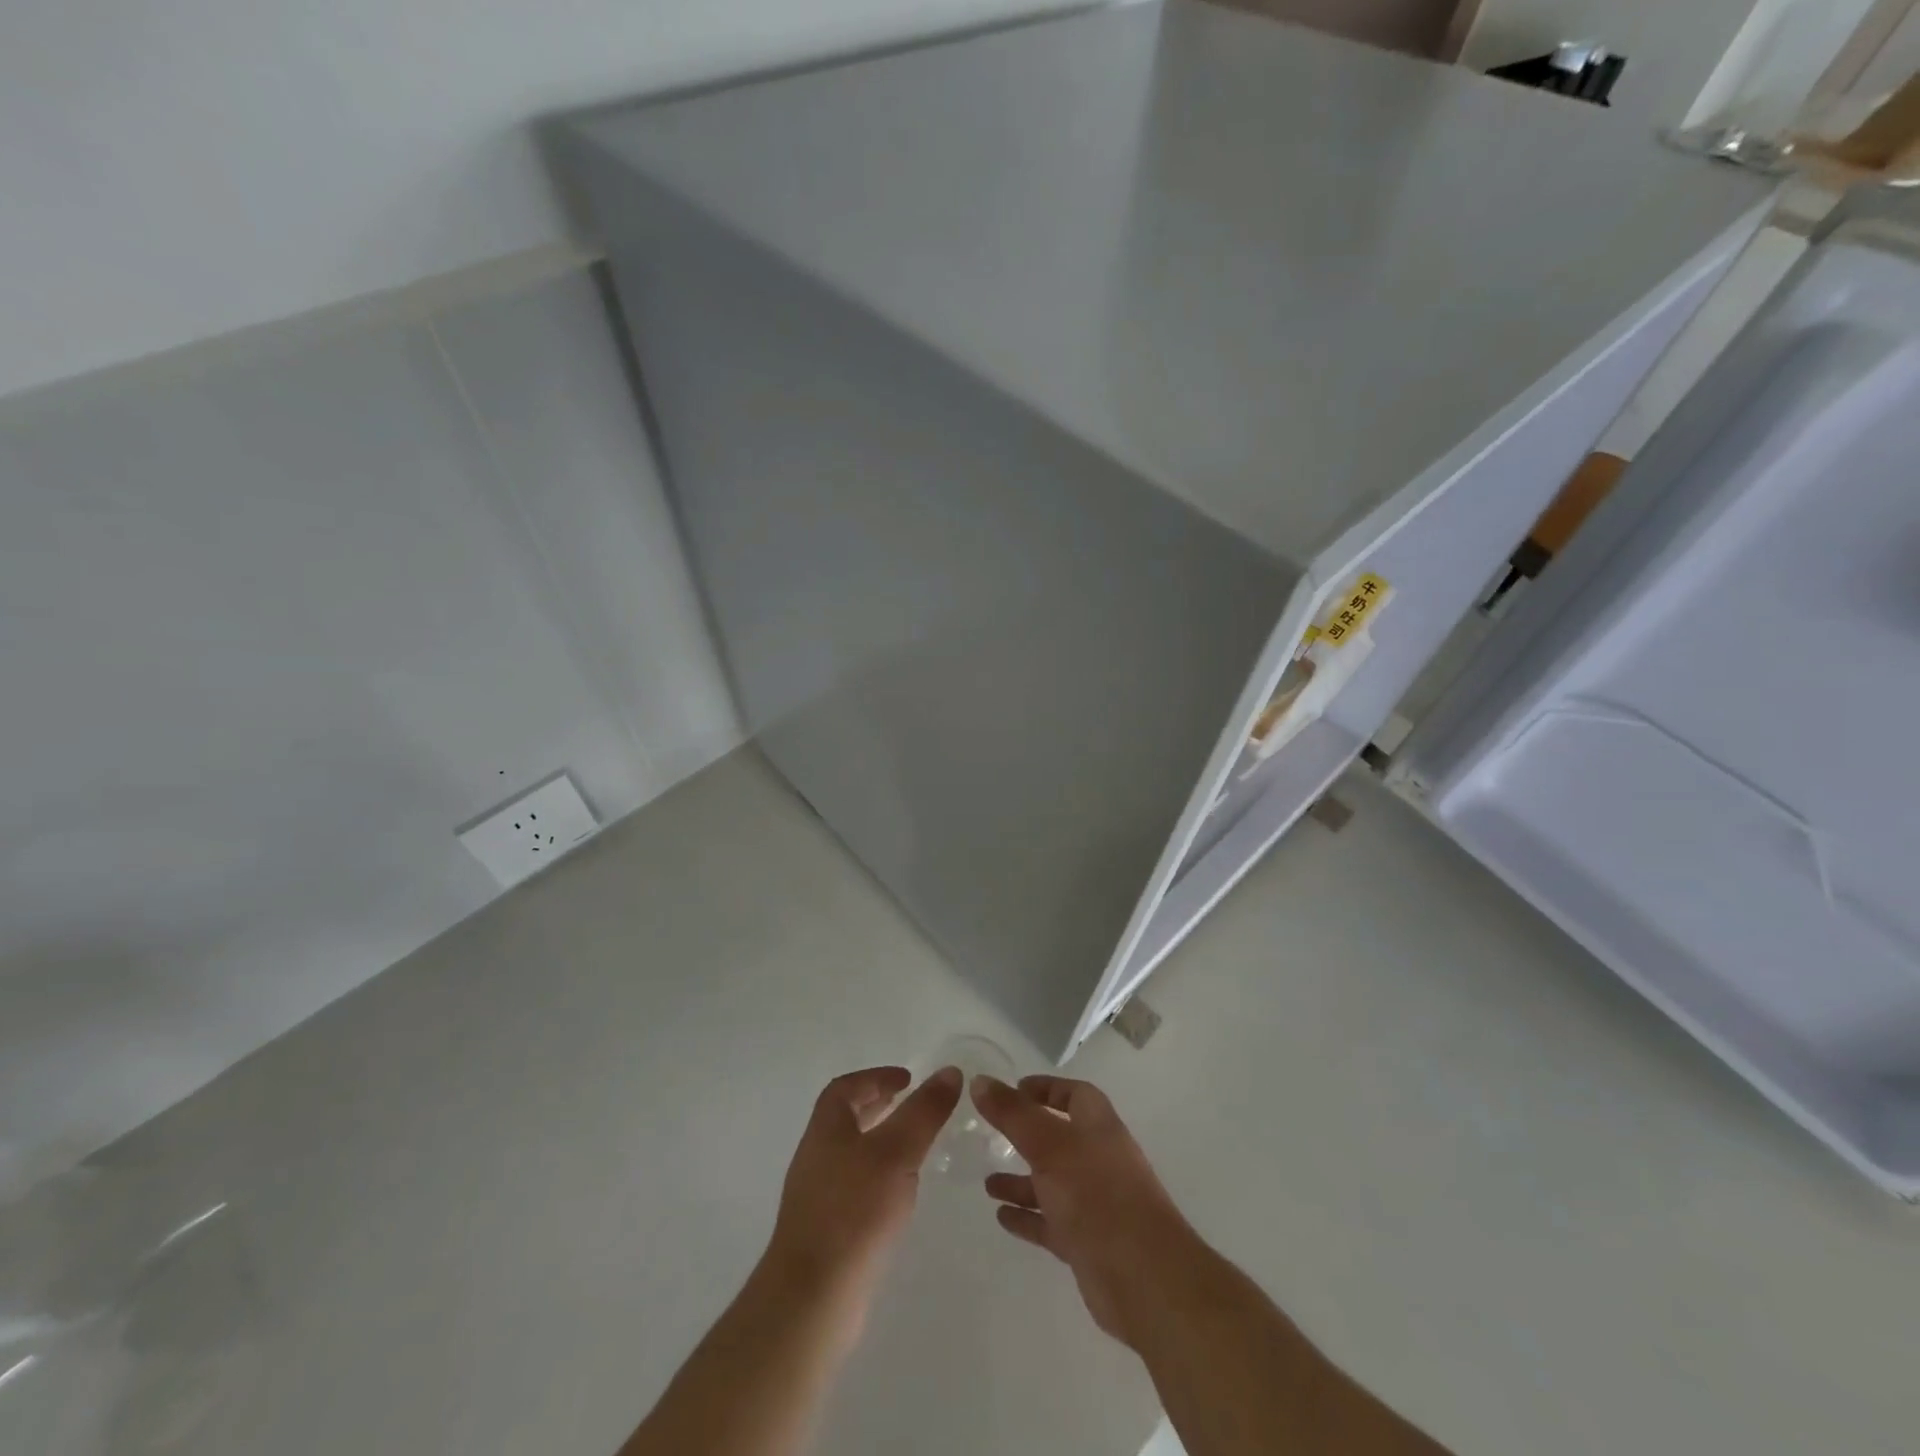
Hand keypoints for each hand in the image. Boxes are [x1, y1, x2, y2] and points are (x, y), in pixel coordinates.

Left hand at [765, 1065, 962, 1303]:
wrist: (812, 1298)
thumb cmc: (853, 1212)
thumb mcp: (897, 1152)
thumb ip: (924, 1111)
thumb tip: (950, 1071)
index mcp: (826, 1129)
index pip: (844, 1088)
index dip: (875, 1077)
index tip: (907, 1079)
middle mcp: (816, 1157)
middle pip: (845, 1119)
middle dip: (877, 1107)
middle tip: (911, 1106)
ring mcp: (818, 1197)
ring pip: (851, 1154)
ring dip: (880, 1142)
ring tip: (914, 1147)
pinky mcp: (827, 1232)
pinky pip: (855, 1188)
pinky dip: (878, 1178)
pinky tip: (900, 1195)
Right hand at [971, 1074, 1194, 1347]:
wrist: (1144, 1277)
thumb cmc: (1097, 1195)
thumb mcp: (1049, 1145)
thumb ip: (1013, 1114)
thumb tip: (980, 1080)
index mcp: (1098, 1126)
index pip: (1074, 1094)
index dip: (1046, 1089)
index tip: (1014, 1089)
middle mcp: (1098, 1159)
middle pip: (1059, 1138)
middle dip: (1027, 1136)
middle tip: (991, 1135)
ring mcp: (1095, 1202)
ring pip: (1052, 1183)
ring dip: (1022, 1181)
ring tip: (987, 1183)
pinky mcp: (1088, 1242)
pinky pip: (1051, 1222)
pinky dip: (1027, 1217)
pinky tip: (1001, 1217)